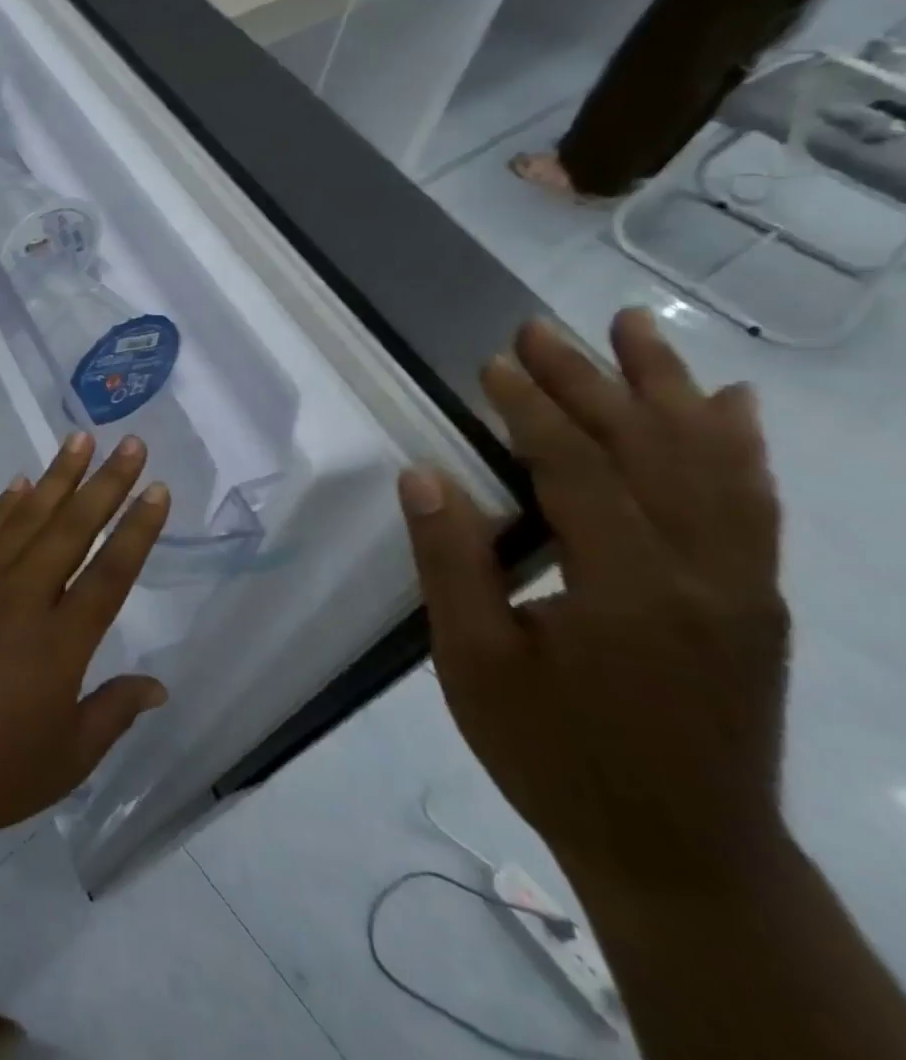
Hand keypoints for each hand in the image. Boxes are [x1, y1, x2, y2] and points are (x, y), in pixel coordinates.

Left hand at [0, 432, 170, 846]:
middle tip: (130, 445)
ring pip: (27, 519)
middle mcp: (22, 599)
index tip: (157, 490)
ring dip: (58, 478)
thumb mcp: (67, 757)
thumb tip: (158, 685)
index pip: (110, 573)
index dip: (137, 529)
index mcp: (60, 643)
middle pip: (72, 529)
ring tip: (80, 440)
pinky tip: (22, 483)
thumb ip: (114, 712)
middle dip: (105, 484)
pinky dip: (5, 505)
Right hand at [399, 311, 788, 892]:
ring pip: (713, 462)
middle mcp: (705, 574)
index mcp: (629, 590)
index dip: (533, 411)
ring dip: (671, 388)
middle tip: (540, 328)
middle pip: (647, 450)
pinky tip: (732, 407)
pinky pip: (755, 504)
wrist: (684, 853)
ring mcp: (746, 586)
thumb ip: (452, 565)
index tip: (493, 363)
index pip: (579, 471)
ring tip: (637, 328)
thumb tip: (423, 476)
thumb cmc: (556, 755)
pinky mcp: (760, 601)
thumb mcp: (476, 666)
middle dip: (591, 381)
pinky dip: (739, 446)